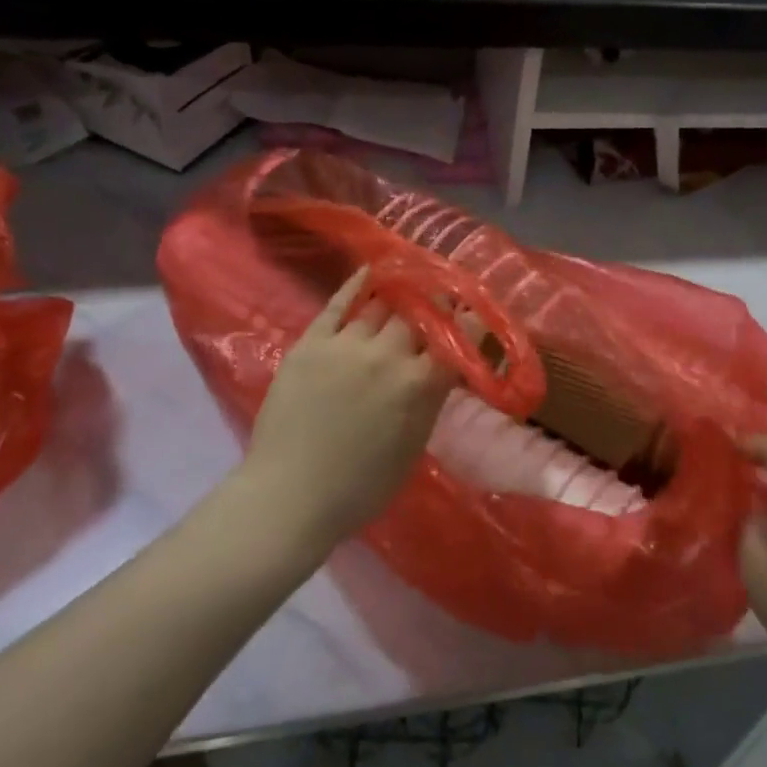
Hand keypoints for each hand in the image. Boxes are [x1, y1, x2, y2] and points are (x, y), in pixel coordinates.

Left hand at [238, 270, 455, 548]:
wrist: (291, 495)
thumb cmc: (362, 486)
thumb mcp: (414, 445)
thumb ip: (431, 398)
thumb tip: (444, 366)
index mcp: (419, 385)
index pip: (456, 338)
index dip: (469, 319)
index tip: (475, 309)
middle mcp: (387, 355)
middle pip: (420, 313)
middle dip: (436, 301)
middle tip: (440, 295)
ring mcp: (346, 344)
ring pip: (381, 304)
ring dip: (400, 294)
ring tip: (409, 282)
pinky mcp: (311, 342)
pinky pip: (337, 304)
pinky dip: (357, 285)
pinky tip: (370, 271)